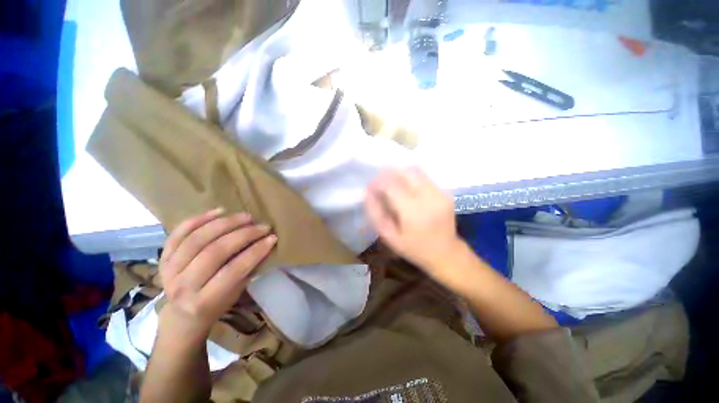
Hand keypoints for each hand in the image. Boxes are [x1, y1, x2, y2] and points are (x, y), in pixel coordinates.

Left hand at [158, 209, 276, 343]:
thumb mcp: (235, 293)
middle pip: (214, 252)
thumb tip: (267, 243)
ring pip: (197, 239)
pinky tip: (219, 211)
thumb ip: (248, 269)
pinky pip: (178, 233)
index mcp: (204, 301)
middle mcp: (182, 286)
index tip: (272, 238)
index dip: (255, 252)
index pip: (233, 271)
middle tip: (262, 226)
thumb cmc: (215, 305)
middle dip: (243, 235)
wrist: (182, 315)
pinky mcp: (162, 257)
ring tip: (246, 217)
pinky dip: (199, 219)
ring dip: (225, 224)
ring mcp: (168, 270)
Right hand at [365, 167, 461, 277]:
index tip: (370, 186)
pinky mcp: (445, 193)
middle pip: (405, 173)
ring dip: (400, 173)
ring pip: (416, 171)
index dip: (378, 181)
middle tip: (381, 183)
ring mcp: (439, 194)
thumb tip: (367, 193)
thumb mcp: (389, 236)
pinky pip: (425, 177)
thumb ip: (376, 214)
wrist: (446, 253)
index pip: (391, 185)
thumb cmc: (413, 248)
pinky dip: (412, 178)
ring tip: (393, 184)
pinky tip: (407, 188)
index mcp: (412, 212)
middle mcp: (427, 198)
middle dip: (389, 173)